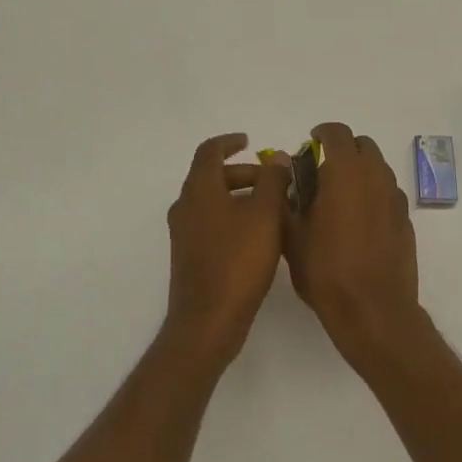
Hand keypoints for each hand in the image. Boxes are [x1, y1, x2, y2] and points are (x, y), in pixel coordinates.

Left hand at [163, 134, 292, 367]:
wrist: (208, 320)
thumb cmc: (238, 262)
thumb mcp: (264, 216)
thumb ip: (272, 181)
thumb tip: (275, 157)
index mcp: (199, 190)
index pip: (209, 151)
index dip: (229, 142)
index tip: (249, 141)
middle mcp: (186, 206)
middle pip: (213, 177)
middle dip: (245, 174)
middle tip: (276, 182)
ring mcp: (185, 233)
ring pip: (214, 202)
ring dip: (242, 197)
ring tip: (275, 209)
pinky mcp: (190, 255)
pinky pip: (213, 223)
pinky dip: (234, 218)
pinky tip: (260, 237)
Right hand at [283, 122, 424, 375]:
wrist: (372, 310)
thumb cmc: (325, 270)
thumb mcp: (291, 234)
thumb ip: (287, 196)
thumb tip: (285, 171)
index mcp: (346, 173)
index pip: (338, 133)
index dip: (322, 133)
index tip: (310, 143)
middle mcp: (376, 178)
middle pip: (363, 146)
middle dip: (343, 150)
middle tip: (321, 170)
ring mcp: (395, 199)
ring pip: (378, 169)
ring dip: (359, 171)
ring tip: (338, 197)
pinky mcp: (406, 221)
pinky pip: (387, 194)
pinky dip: (373, 194)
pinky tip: (358, 221)